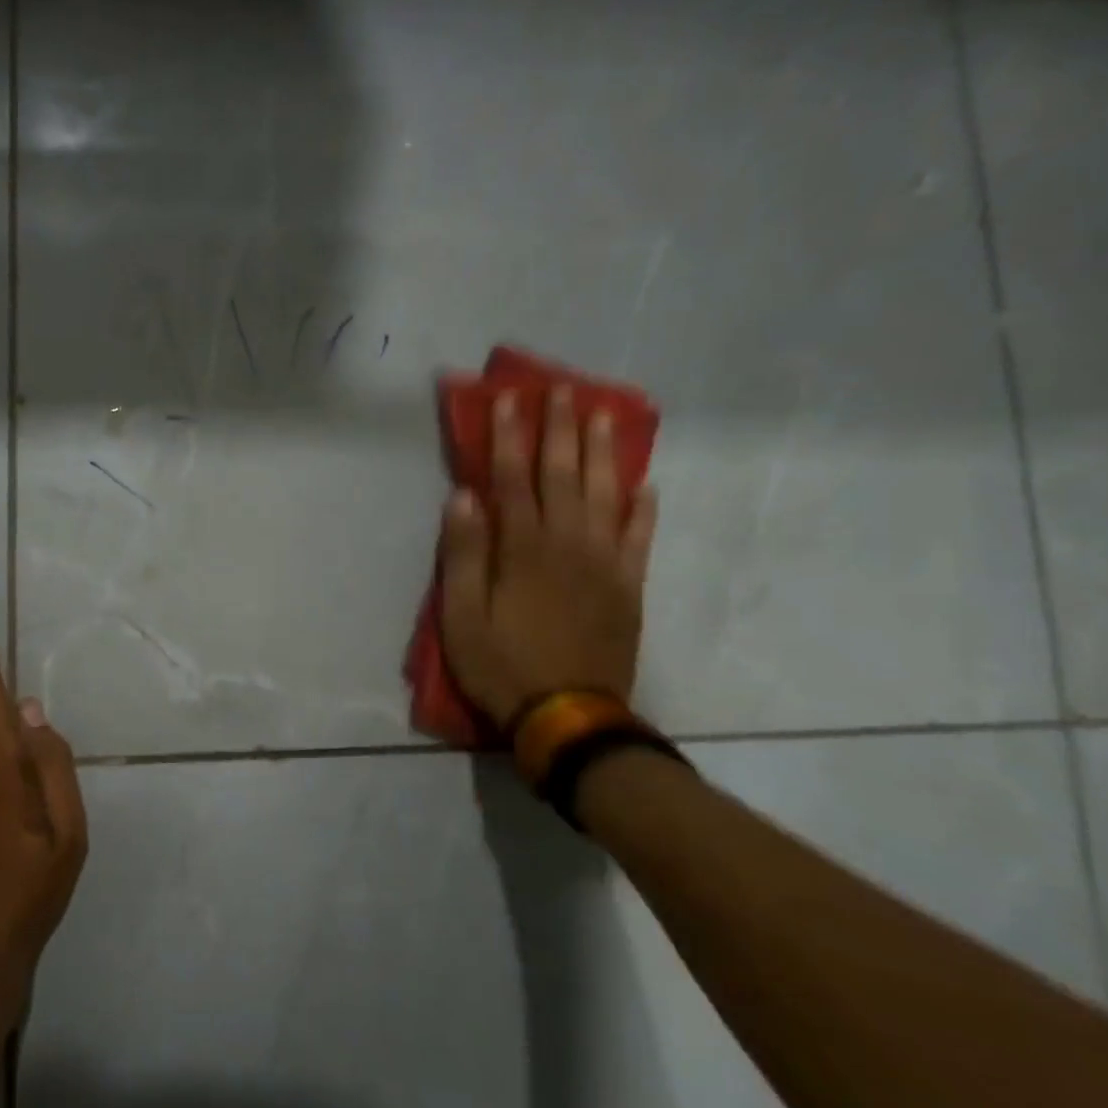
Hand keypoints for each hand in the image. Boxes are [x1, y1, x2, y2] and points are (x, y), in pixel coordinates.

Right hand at [438, 386, 658, 726]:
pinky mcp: (628, 588)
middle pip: (563, 476)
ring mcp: (605, 564)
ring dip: (603, 453)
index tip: (509, 400)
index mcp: (522, 550)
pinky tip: (646, 485)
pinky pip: (640, 539)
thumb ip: (463, 554)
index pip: (511, 480)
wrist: (568, 717)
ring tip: (604, 416)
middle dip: (559, 430)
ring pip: (606, 496)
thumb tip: (463, 497)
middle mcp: (567, 545)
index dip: (508, 437)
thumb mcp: (461, 615)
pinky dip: (643, 510)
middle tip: (561, 390)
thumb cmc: (502, 665)